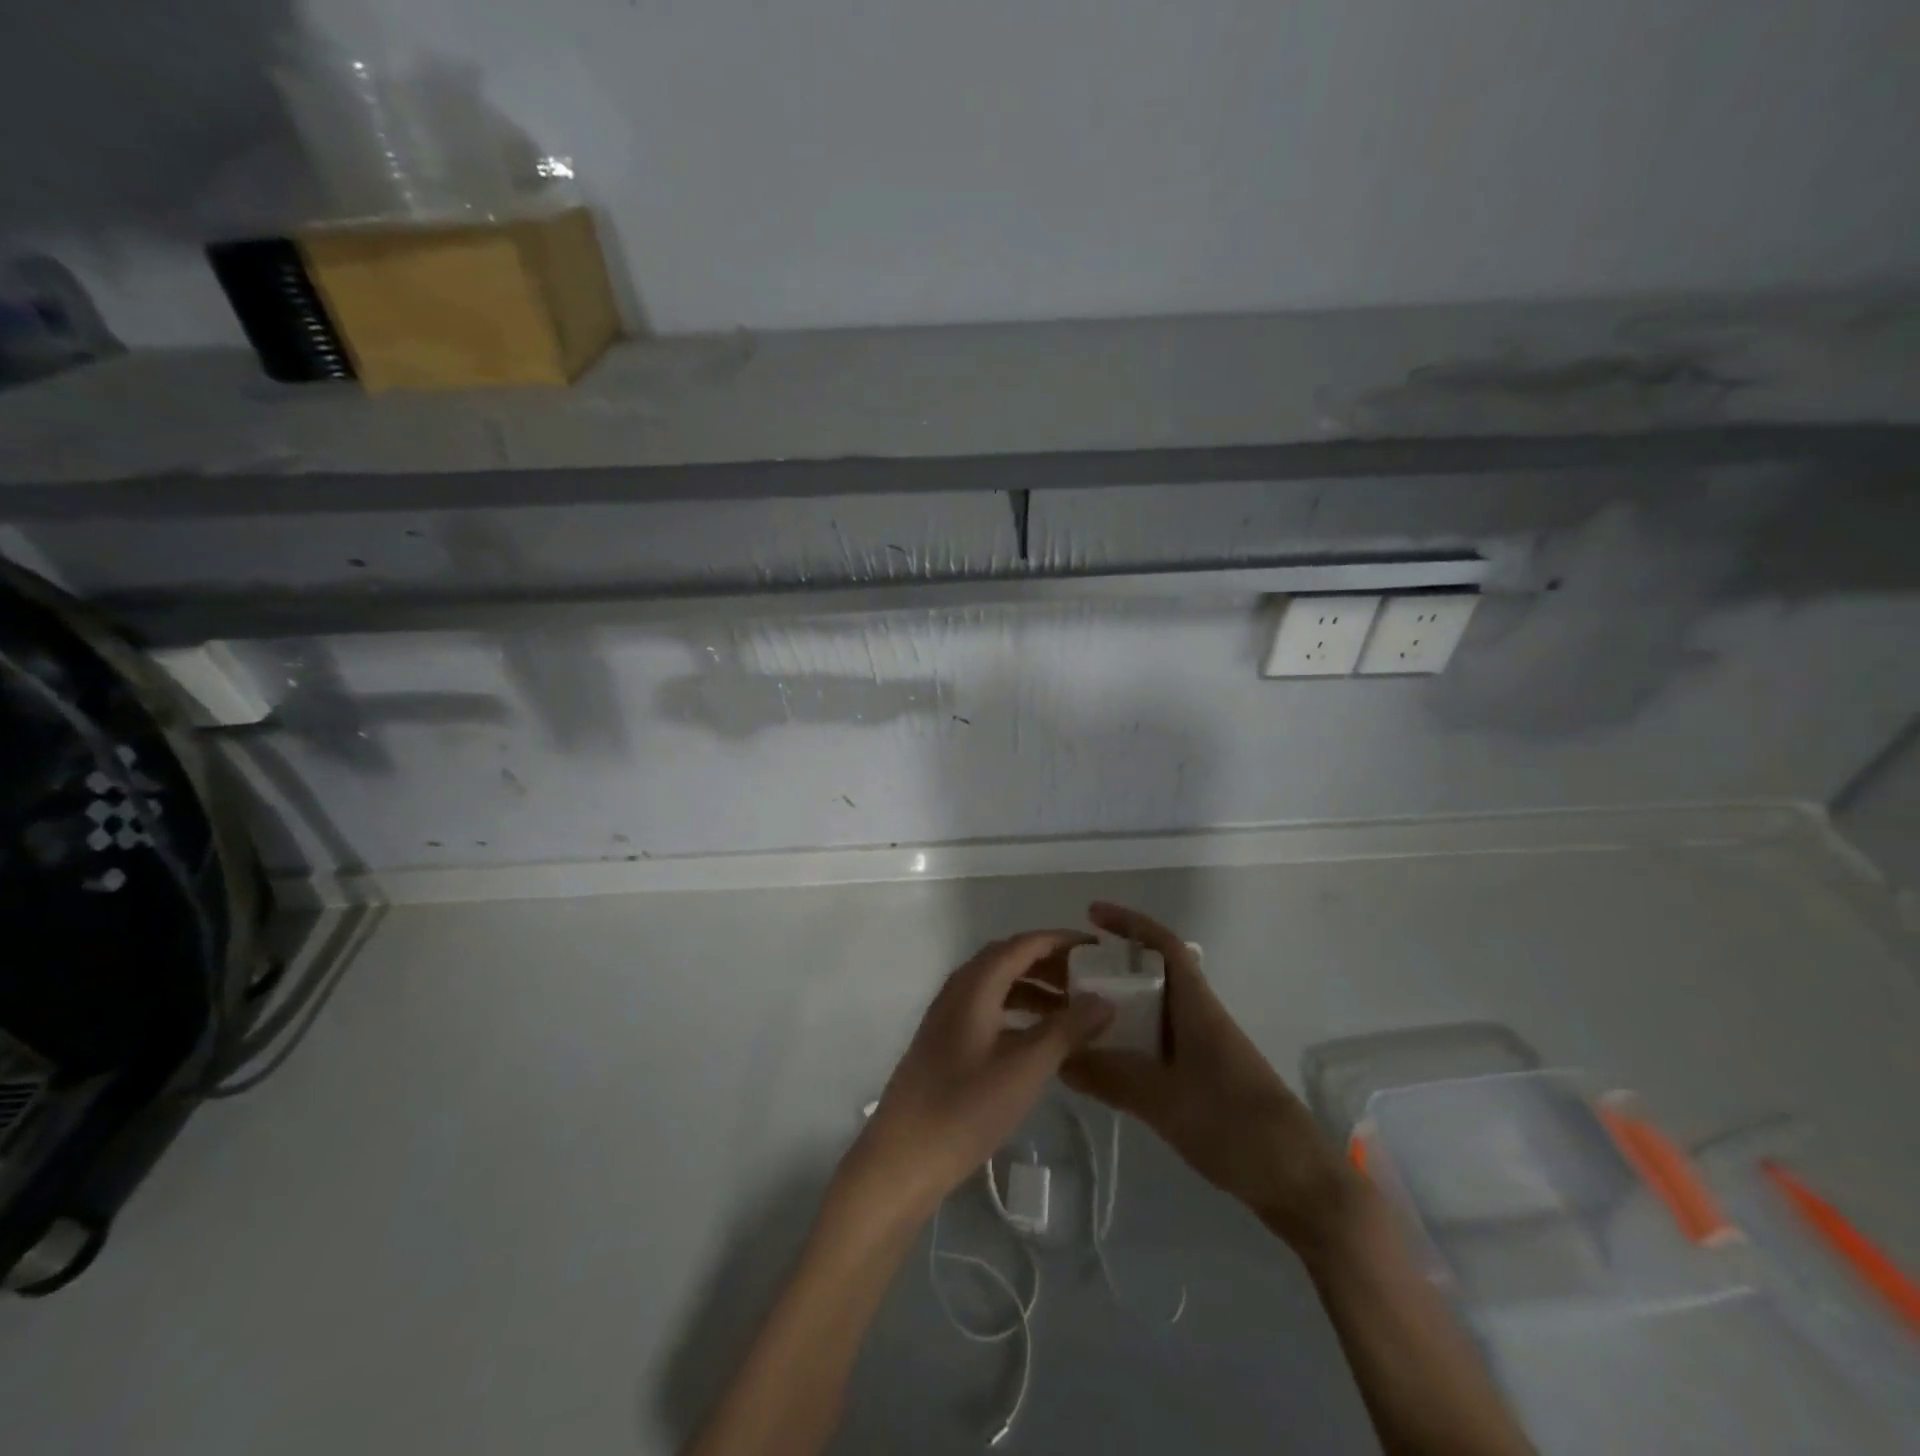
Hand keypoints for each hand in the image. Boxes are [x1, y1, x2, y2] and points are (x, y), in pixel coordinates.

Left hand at [840, 931, 1114, 1226]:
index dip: (1062, 941)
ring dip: (1035, 988)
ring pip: (998, 985)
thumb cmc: (964, 1109)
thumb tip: (1105, 1000)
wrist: (901, 1160)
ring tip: (1073, 1010)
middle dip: (1051, 963)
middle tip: (1090, 980)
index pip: (1024, 944)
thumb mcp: (1024, 1069)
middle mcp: (959, 989)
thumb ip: (1067, 1030)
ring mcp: (948, 1015)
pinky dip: (1018, 1011)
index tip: (1099, 949)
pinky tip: (1039, 1038)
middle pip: (1010, 959)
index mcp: (974, 984)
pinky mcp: (946, 1041)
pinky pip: (989, 1008)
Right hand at [1061, 903, 1354, 1246]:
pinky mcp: (1203, 1079)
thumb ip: (1110, 1077)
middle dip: (1110, 968)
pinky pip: (1156, 1044)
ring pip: (1152, 1011)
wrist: (1300, 1183)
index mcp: (1196, 1006)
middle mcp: (1199, 1017)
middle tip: (1065, 976)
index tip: (1091, 914)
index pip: (1163, 945)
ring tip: (1073, 1017)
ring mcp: (1203, 1049)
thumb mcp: (1164, 1101)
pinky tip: (1103, 1062)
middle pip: (1151, 975)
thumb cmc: (1236, 1127)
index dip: (1129, 923)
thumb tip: (1060, 1057)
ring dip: (1117, 1006)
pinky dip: (1127, 1041)